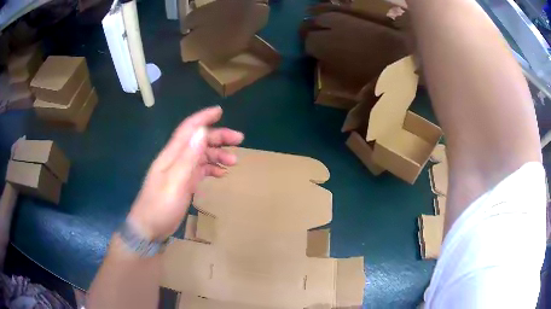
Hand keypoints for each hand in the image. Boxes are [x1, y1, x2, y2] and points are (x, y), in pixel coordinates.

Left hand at [127, 106, 243, 239]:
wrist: (148, 228)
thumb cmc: (160, 206)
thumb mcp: (175, 182)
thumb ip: (188, 157)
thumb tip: (201, 132)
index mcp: (172, 154)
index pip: (188, 129)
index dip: (203, 118)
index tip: (220, 111)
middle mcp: (176, 159)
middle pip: (198, 140)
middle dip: (218, 137)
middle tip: (239, 139)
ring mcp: (180, 171)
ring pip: (201, 155)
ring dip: (217, 154)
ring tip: (233, 161)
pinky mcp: (183, 183)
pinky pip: (200, 170)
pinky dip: (211, 168)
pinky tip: (221, 173)